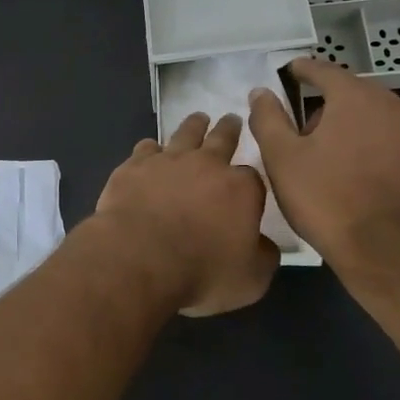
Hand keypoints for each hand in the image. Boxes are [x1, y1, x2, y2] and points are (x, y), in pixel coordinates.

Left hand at [94, 112, 278, 316]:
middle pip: (222, 139)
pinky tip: (150, 150)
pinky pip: (146, 148)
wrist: (139, 258)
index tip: (249, 184)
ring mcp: (168, 161)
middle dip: (229, 129)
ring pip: (185, 133)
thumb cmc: (200, 272)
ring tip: (198, 119)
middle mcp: (207, 165)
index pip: (253, 177)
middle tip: (231, 118)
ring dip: (194, 126)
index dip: (251, 181)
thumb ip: (264, 257)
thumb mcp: (250, 280)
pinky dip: (151, 148)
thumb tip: (266, 245)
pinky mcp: (134, 166)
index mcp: (240, 189)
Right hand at [247, 57, 399, 268]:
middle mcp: (393, 105)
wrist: (387, 251)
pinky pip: (399, 145)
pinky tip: (366, 177)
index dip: (303, 69)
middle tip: (306, 131)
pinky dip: (380, 150)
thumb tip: (261, 91)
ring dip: (357, 128)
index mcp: (355, 97)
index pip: (324, 70)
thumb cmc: (326, 198)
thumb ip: (268, 118)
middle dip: (329, 105)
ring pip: (379, 119)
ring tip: (336, 156)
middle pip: (354, 94)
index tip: (290, 71)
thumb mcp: (282, 158)